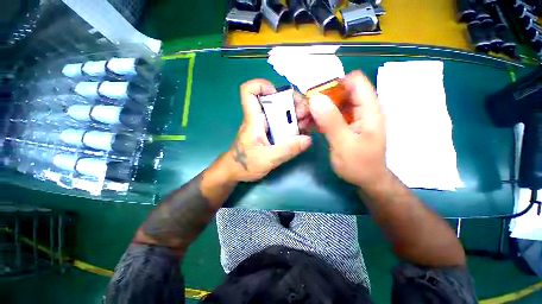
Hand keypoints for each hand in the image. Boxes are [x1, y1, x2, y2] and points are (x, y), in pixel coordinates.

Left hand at [228, 79, 311, 181]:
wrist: (236, 171)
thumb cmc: (245, 164)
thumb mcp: (267, 159)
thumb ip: (287, 150)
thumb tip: (308, 139)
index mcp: (254, 120)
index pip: (249, 92)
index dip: (261, 86)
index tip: (279, 94)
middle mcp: (260, 118)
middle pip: (273, 99)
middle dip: (291, 102)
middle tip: (305, 113)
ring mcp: (266, 126)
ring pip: (281, 111)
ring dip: (296, 114)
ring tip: (309, 122)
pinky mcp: (270, 133)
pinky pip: (283, 123)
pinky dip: (294, 124)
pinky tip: (304, 130)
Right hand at [308, 71, 386, 187]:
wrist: (365, 180)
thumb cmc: (359, 165)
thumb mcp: (344, 144)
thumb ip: (331, 121)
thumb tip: (315, 98)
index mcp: (369, 109)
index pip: (354, 81)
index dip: (334, 83)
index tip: (315, 95)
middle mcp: (361, 109)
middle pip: (339, 92)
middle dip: (320, 98)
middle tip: (302, 110)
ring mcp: (351, 117)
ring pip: (331, 104)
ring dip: (315, 109)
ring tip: (301, 119)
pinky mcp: (343, 125)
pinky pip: (329, 115)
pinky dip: (317, 118)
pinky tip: (306, 125)